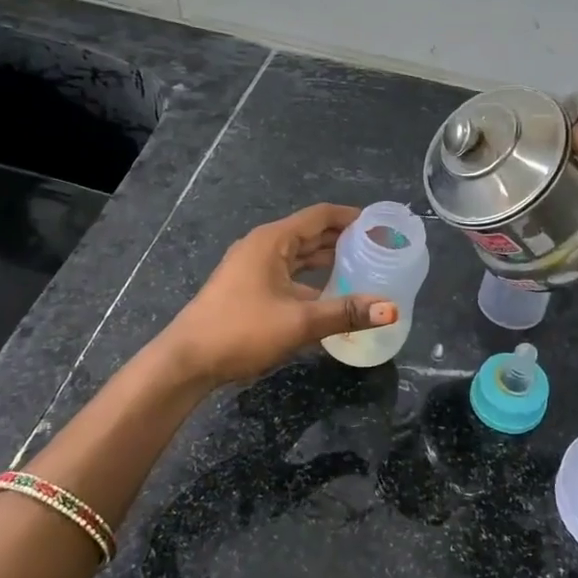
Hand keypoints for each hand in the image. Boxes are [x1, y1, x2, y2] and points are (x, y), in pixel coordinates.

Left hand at [159, 204, 397, 384]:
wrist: (187, 361)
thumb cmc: (241, 331)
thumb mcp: (299, 321)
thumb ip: (345, 312)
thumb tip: (390, 308)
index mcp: (272, 241)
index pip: (320, 216)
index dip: (352, 217)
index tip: (381, 225)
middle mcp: (262, 247)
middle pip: (310, 233)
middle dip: (344, 239)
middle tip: (379, 250)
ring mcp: (252, 268)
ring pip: (299, 256)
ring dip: (328, 261)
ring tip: (363, 270)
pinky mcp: (248, 289)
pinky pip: (288, 274)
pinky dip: (311, 280)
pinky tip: (331, 296)